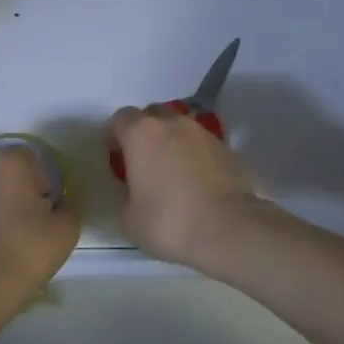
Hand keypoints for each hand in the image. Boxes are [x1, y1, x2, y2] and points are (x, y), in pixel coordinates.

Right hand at [109, 105, 263, 269]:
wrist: (228, 228)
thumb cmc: (169, 221)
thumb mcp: (129, 217)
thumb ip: (126, 193)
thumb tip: (135, 188)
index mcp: (142, 133)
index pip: (121, 119)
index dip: (115, 136)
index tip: (115, 156)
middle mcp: (173, 123)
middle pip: (152, 115)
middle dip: (144, 133)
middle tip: (143, 161)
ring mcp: (203, 133)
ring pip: (179, 127)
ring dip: (171, 141)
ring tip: (171, 171)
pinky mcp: (226, 147)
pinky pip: (200, 143)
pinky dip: (193, 154)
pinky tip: (194, 180)